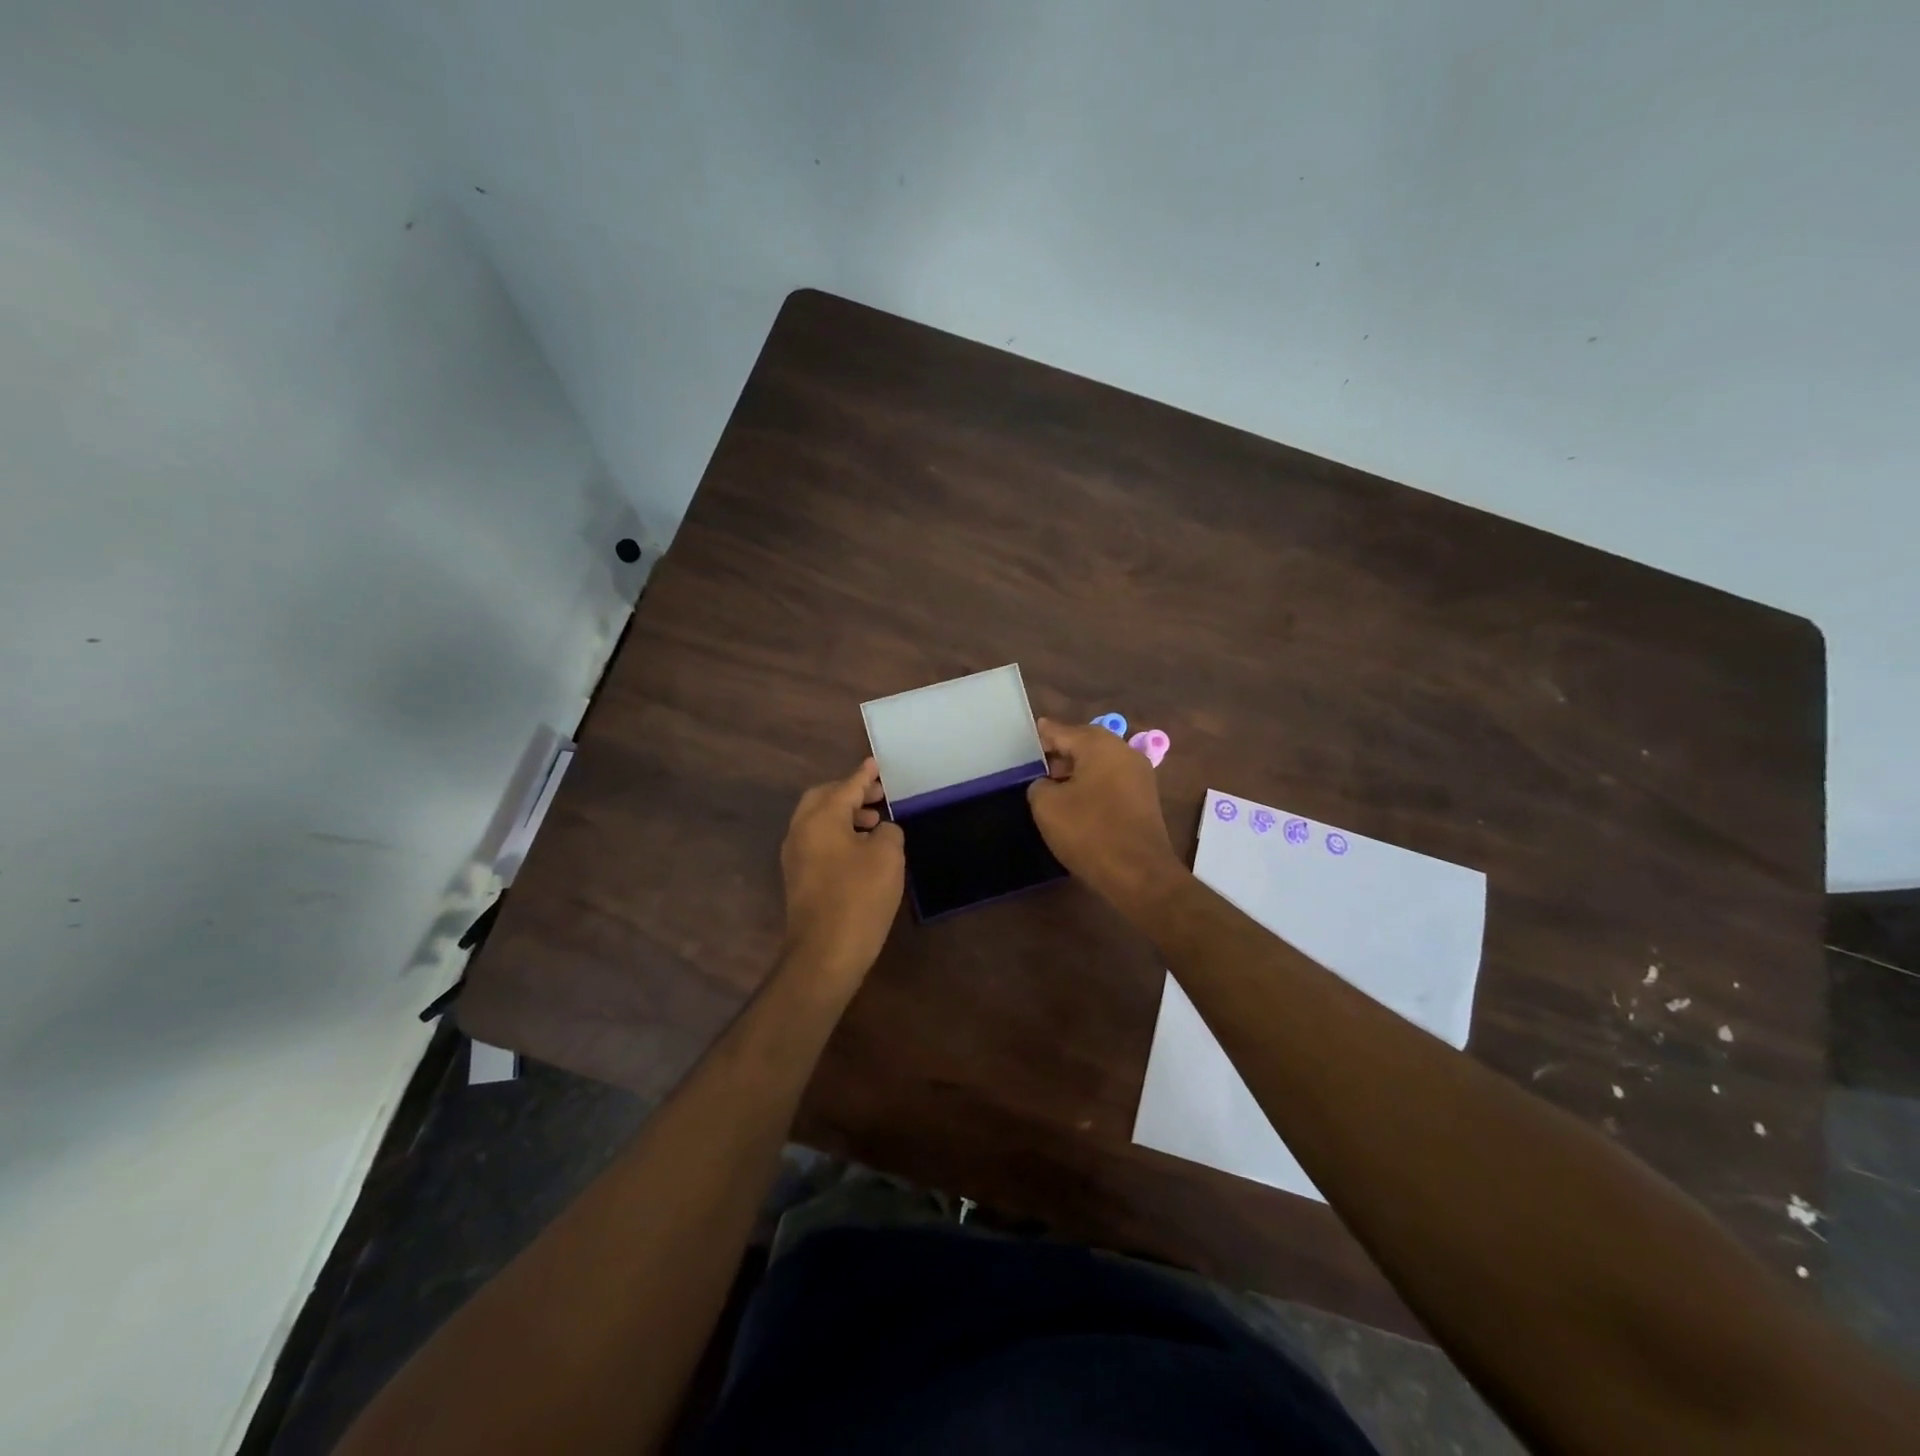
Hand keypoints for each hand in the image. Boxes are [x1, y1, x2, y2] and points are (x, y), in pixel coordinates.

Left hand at [779, 758, 905, 992]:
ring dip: (846, 815)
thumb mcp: (888, 857)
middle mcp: (801, 831)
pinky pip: (818, 842)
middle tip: (878, 795)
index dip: (864, 775)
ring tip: (875, 823)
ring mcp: (796, 857)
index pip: (845, 787)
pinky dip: (839, 835)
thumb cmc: (859, 897)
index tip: (876, 764)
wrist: (825, 953)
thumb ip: (888, 832)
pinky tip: (862, 850)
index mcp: (820, 818)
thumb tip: (881, 831)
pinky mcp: (799, 879)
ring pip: (819, 822)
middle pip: (824, 799)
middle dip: (851, 793)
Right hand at [1027, 718, 1185, 905]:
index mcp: (1099, 745)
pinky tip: (1076, 802)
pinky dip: (1092, 785)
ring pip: (1099, 762)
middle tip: (1035, 766)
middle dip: (1059, 752)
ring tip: (1052, 786)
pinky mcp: (1144, 798)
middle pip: (1084, 743)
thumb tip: (1047, 784)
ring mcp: (1139, 775)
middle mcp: (1123, 751)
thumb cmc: (1089, 832)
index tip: (1024, 739)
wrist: (1139, 874)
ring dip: (1076, 770)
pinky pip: (1111, 780)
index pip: (1062, 731)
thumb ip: (1039, 785)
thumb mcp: (1047, 806)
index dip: (1040, 736)